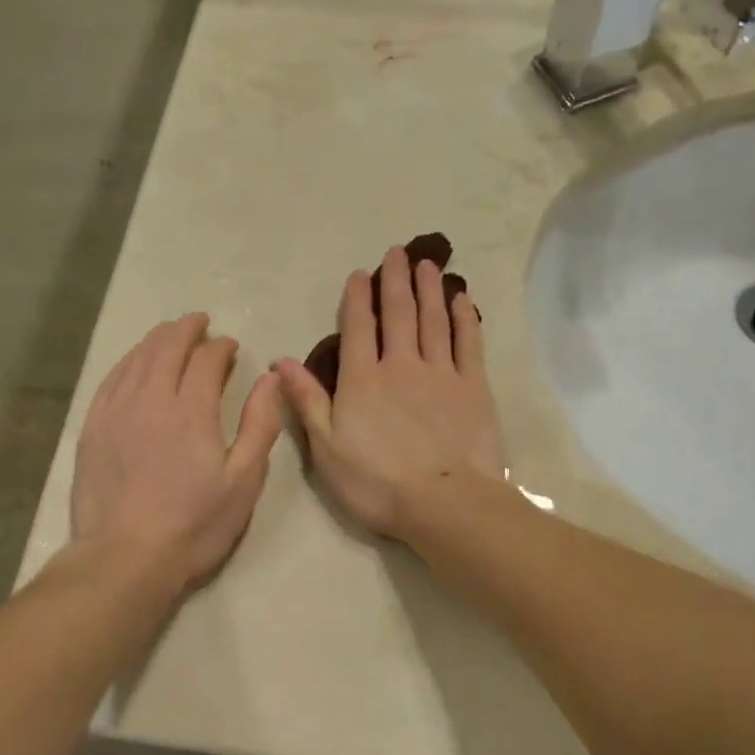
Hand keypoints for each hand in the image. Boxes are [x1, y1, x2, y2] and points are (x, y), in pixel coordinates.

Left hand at [72, 314, 282, 589]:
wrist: (125, 558)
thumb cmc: (194, 525)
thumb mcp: (243, 481)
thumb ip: (260, 424)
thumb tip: (271, 378)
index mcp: (192, 410)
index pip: (207, 359)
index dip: (222, 347)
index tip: (231, 347)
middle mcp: (151, 398)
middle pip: (167, 346)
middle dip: (187, 329)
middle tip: (201, 324)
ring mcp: (116, 411)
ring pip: (137, 357)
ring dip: (157, 339)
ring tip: (171, 334)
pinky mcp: (93, 427)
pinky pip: (111, 378)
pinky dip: (129, 361)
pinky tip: (135, 363)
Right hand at [275, 245, 505, 538]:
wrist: (443, 502)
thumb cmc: (376, 483)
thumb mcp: (326, 448)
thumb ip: (307, 401)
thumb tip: (281, 361)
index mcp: (362, 380)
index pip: (358, 329)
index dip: (358, 299)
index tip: (360, 274)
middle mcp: (401, 365)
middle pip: (398, 314)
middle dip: (395, 281)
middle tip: (398, 252)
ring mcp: (441, 373)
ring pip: (433, 320)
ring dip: (429, 290)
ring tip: (428, 264)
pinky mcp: (473, 387)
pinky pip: (468, 343)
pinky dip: (464, 318)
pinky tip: (462, 300)